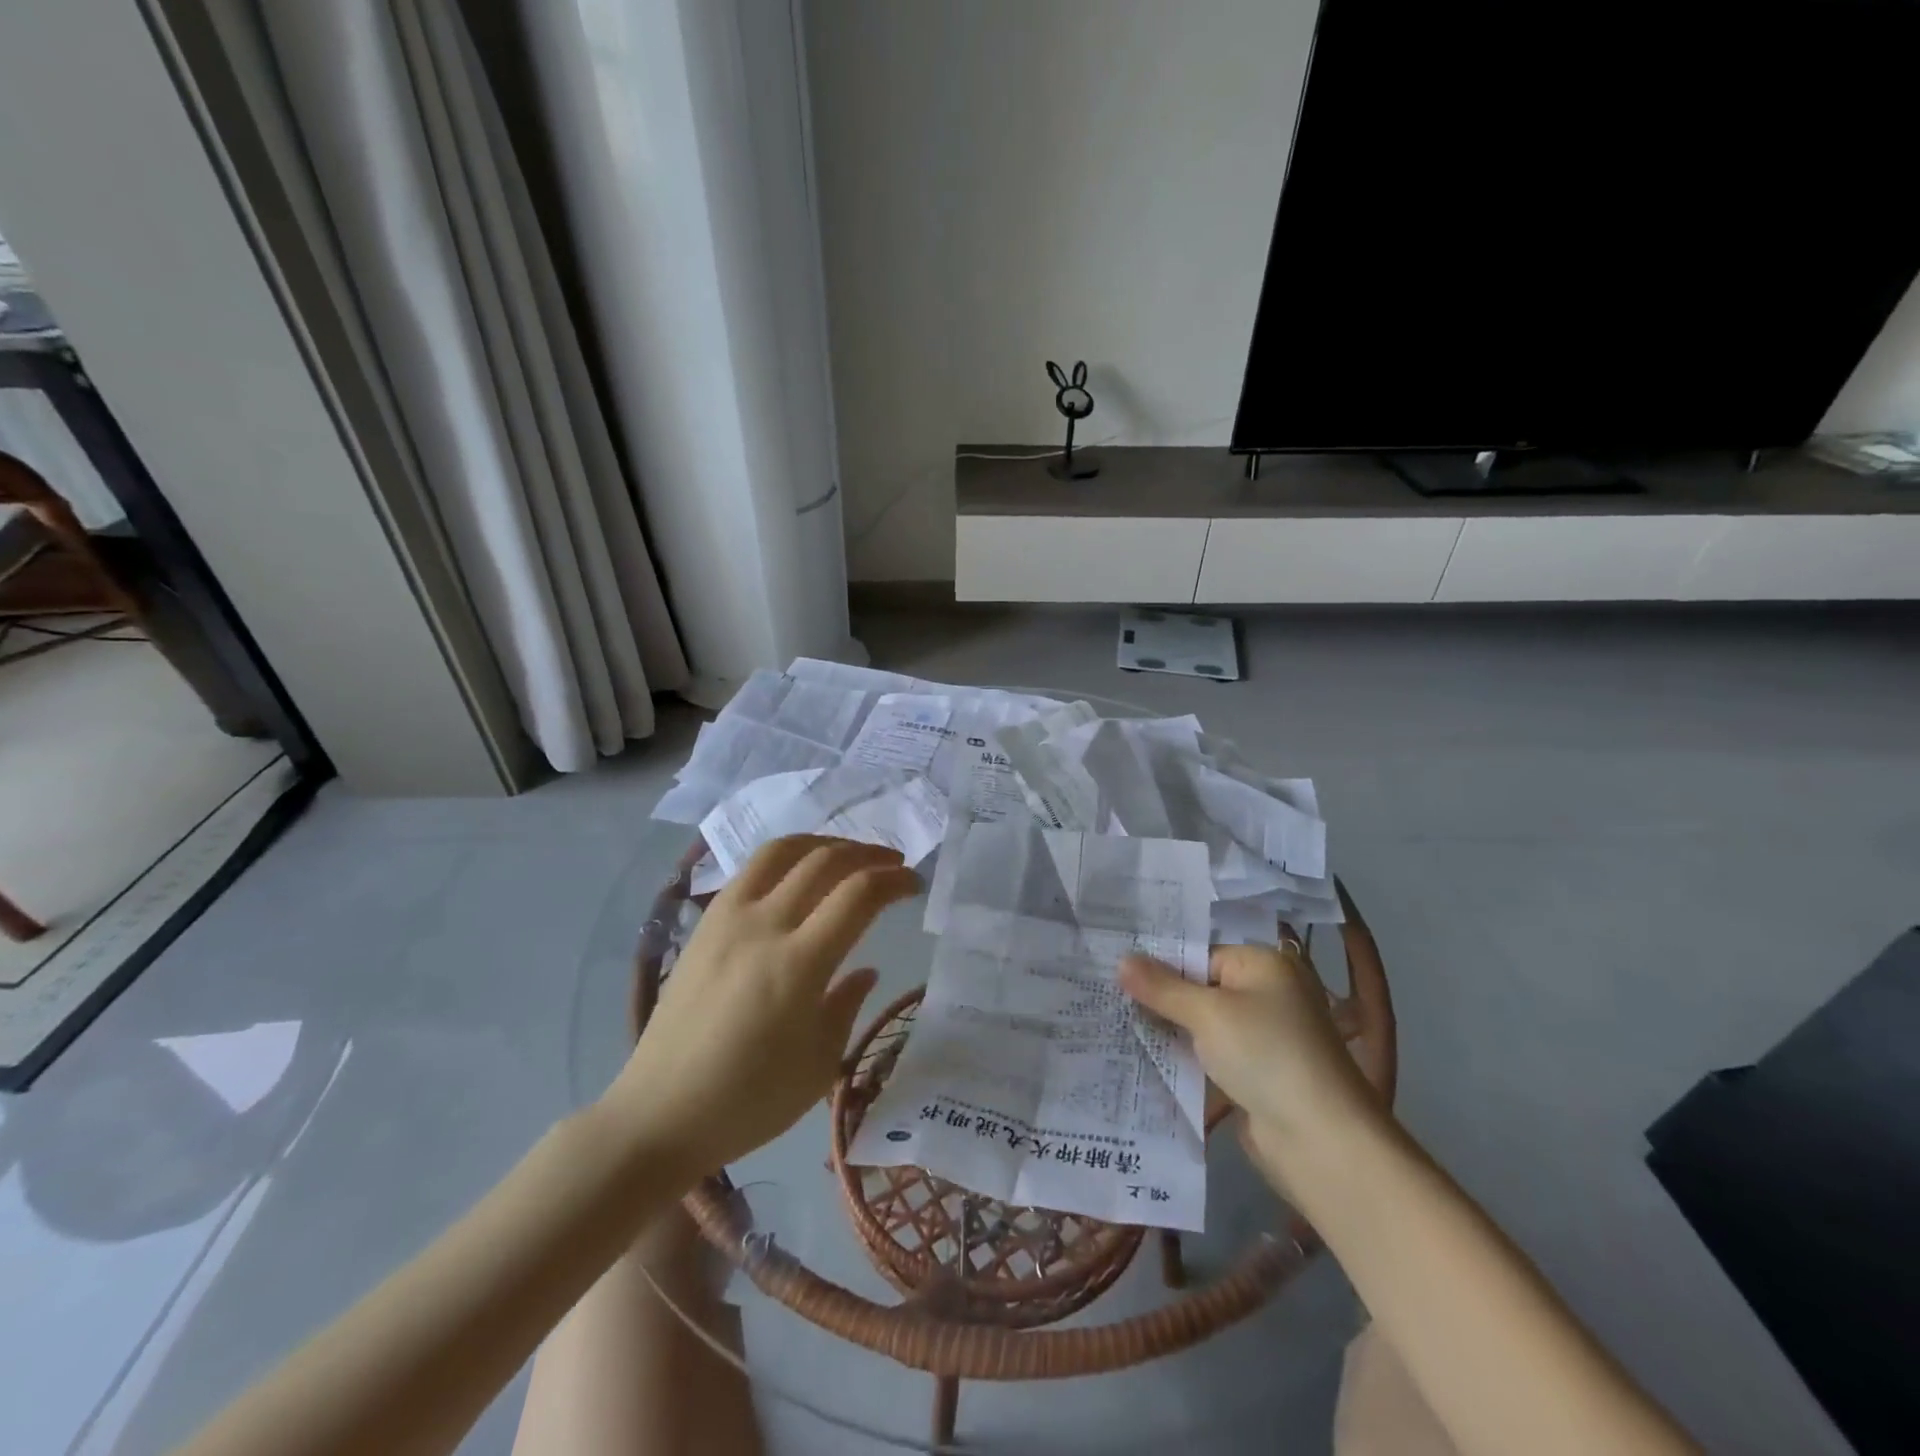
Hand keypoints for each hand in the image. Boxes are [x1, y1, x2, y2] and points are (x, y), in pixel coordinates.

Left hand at [606, 836, 919, 1179]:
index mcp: (798, 965)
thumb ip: (847, 1005)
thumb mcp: (818, 1064)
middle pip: (825, 861)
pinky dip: (786, 857)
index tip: (914, 884)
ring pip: (782, 850)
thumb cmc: (748, 1101)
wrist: (659, 1113)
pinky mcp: (704, 923)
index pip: (858, 895)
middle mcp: (763, 926)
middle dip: (868, 853)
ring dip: (825, 842)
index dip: (894, 880)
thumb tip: (866, 968)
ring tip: (848, 853)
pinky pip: (750, 869)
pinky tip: (797, 874)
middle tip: (892, 863)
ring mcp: (728, 918)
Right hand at [1119, 942, 1380, 1193]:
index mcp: (1265, 965)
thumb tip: (1120, 959)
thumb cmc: (1265, 1055)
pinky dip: (1185, 1059)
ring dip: (1169, 1031)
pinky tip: (1145, 1060)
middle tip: (1108, 998)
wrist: (1320, 1141)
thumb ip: (1161, 987)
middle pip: (1201, 989)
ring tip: (1116, 1026)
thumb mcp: (1206, 1014)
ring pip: (1203, 1026)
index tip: (1116, 975)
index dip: (1160, 966)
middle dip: (1160, 999)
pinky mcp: (1256, 1075)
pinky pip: (1211, 1057)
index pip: (1200, 955)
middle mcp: (1268, 995)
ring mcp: (1264, 1038)